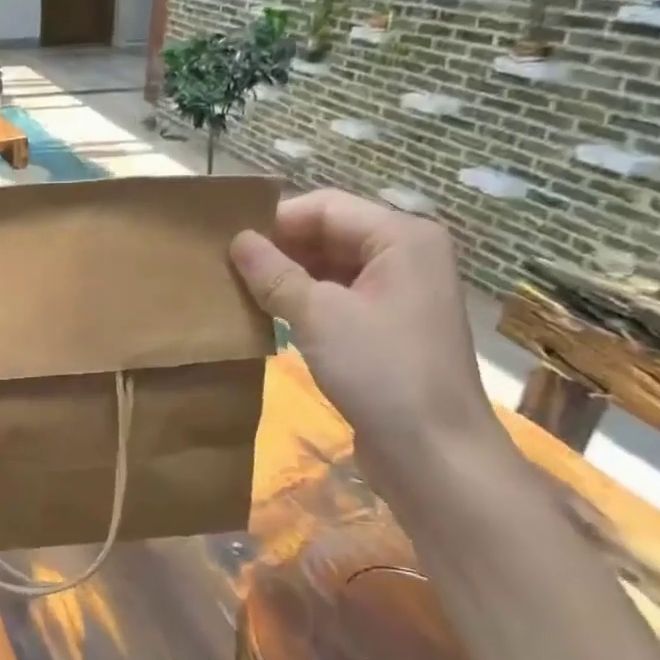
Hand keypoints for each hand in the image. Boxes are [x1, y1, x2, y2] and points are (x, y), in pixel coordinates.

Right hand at [231, 190, 506, 492]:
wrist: (434, 452)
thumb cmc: (380, 371)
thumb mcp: (318, 315)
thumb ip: (274, 273)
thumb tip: (237, 240)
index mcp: (402, 236)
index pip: (325, 207)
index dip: (275, 220)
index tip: (226, 241)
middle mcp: (406, 255)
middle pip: (331, 233)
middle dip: (280, 247)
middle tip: (226, 265)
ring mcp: (400, 292)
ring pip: (333, 266)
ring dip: (289, 275)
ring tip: (239, 288)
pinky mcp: (390, 326)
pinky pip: (340, 296)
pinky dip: (306, 300)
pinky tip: (269, 314)